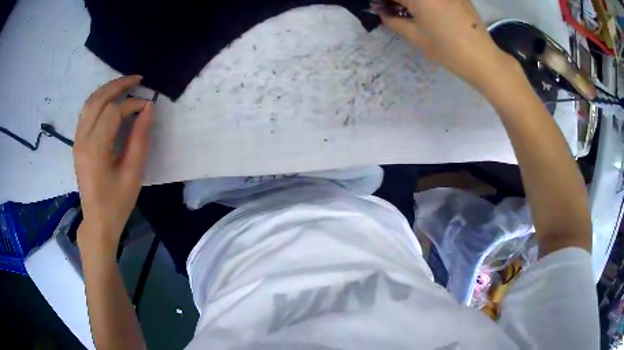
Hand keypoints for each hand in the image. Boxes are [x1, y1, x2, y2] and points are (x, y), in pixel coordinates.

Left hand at [74, 75, 152, 252]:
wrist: (97, 222)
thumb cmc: (117, 202)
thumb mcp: (133, 173)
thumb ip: (140, 138)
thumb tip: (148, 108)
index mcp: (95, 148)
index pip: (113, 111)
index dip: (132, 104)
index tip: (147, 107)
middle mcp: (82, 139)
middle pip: (98, 99)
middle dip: (119, 85)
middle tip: (138, 79)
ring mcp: (77, 140)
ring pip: (90, 102)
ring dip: (108, 89)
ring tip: (126, 85)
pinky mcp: (78, 143)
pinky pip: (87, 112)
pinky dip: (100, 100)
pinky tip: (111, 100)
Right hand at [381, 0, 513, 87]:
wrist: (482, 58)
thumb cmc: (447, 49)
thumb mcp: (415, 37)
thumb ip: (393, 21)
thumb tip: (381, 12)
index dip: (384, 2)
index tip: (381, 8)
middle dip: (399, 1)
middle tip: (394, 10)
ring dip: (413, 3)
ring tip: (413, 12)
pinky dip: (429, 2)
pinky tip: (432, 11)